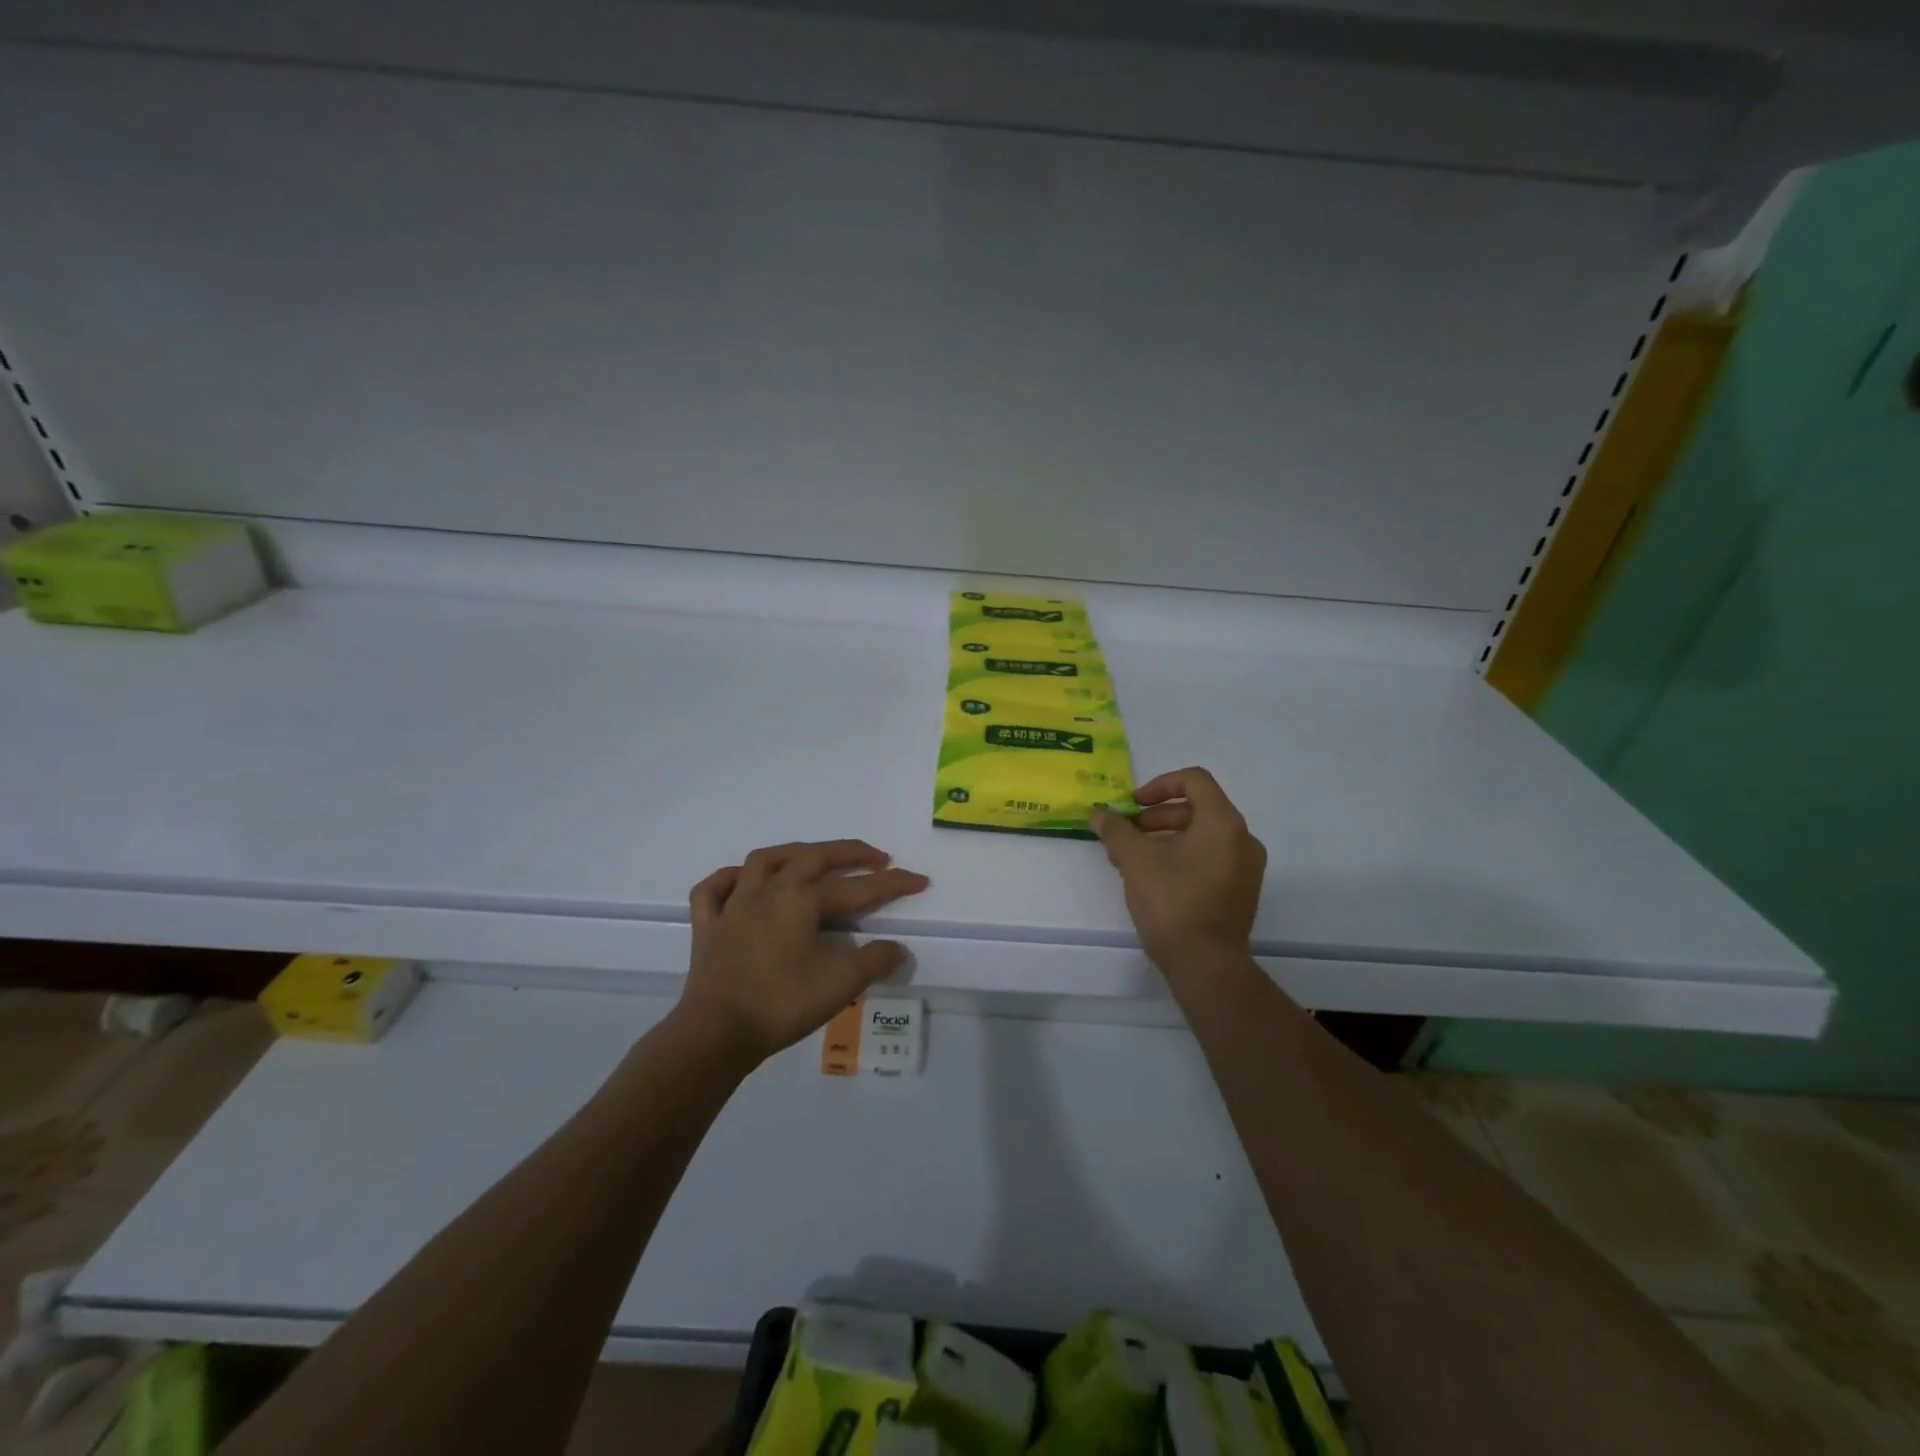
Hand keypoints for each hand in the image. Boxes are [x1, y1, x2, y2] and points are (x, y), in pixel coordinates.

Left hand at [674, 839, 929, 1063]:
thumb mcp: (840, 984)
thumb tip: (899, 948)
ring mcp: (733, 905)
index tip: (920, 880)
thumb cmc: (782, 1003)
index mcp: (802, 899)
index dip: (893, 883)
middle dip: (849, 853)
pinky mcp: (707, 926)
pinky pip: (713, 890)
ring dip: (793, 853)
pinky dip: (729, 880)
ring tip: (813, 857)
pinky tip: (742, 882)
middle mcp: (768, 890)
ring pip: (764, 861)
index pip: (857, 887)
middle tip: (875, 857)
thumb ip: (874, 961)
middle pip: (813, 858)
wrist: (716, 1032)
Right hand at [1090, 767, 1266, 979]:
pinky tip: (1156, 877)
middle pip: (1199, 808)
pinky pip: (1212, 857)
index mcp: (1223, 823)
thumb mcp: (1135, 861)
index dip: (1159, 784)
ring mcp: (1247, 867)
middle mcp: (1243, 839)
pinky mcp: (1242, 890)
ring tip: (1136, 857)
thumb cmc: (1172, 902)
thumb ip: (1116, 830)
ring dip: (1168, 836)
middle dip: (1159, 814)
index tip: (1133, 805)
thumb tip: (1098, 813)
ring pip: (1204, 835)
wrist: (1206, 964)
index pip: (1195, 780)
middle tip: (1129, 832)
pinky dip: (1184, 855)